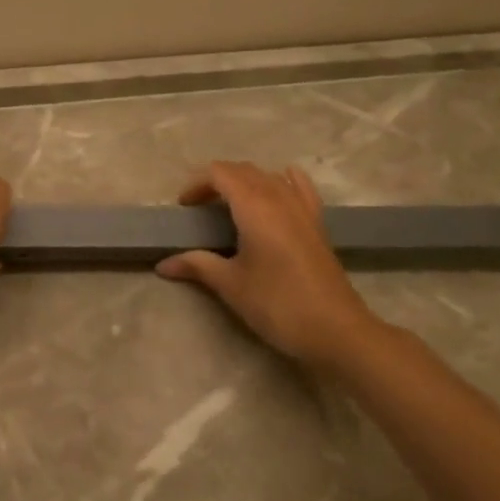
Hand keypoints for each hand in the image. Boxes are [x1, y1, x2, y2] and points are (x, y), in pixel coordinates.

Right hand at [155, 161, 387, 370]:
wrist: (336, 330)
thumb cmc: (277, 304)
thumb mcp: (231, 285)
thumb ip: (197, 266)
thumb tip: (163, 264)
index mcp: (254, 207)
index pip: (220, 173)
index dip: (196, 183)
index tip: (184, 209)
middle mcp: (279, 198)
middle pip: (243, 170)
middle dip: (216, 182)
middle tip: (199, 210)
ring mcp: (302, 208)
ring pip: (269, 176)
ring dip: (244, 181)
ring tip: (228, 206)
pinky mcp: (317, 223)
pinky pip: (298, 187)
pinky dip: (282, 181)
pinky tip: (278, 186)